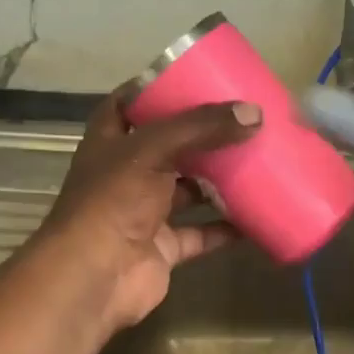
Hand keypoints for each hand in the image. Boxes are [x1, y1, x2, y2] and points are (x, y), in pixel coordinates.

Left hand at [38, 89, 261, 332]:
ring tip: (258, 158)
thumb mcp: (153, 149)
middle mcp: (125, 173)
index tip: (193, 76)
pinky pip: (202, 232)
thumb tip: (254, 114)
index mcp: (110, 141)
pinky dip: (227, 226)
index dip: (154, 89)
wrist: (94, 277)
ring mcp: (144, 212)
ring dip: (218, 180)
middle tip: (241, 118)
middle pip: (167, 146)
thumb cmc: (113, 200)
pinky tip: (258, 213)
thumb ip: (202, 128)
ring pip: (187, 190)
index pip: (128, 104)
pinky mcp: (164, 246)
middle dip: (201, 135)